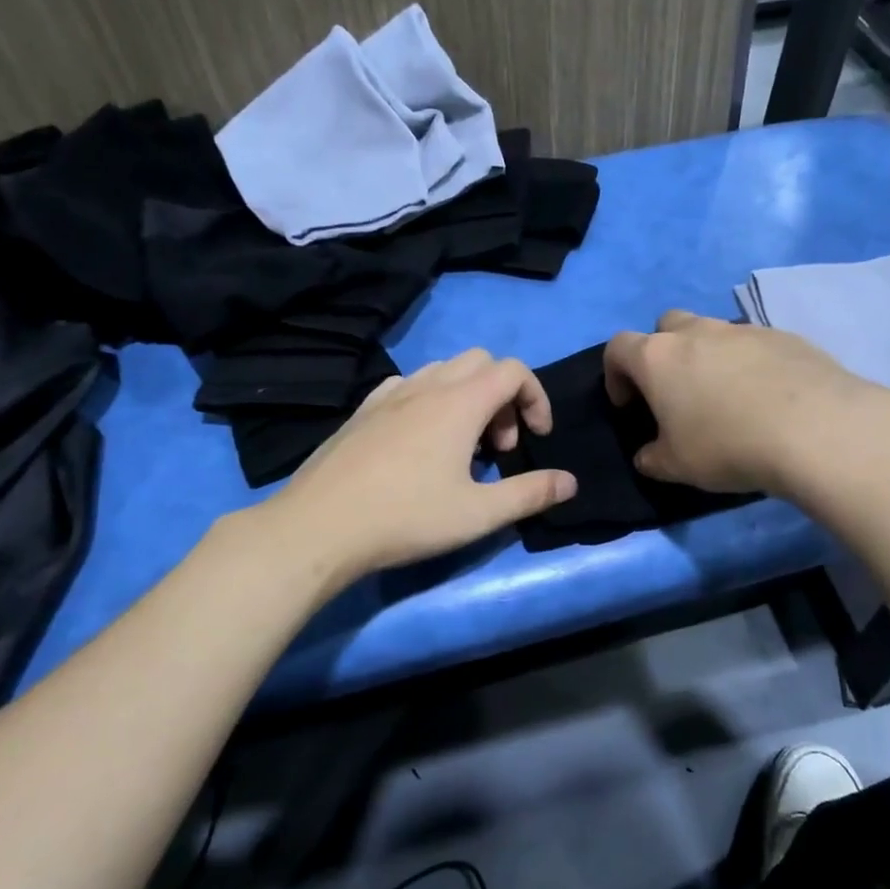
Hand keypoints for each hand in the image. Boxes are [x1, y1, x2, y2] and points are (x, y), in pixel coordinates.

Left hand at [274, 348, 576, 580]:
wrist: (319, 526)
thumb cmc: (406, 518)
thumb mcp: (478, 513)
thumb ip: (530, 494)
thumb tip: (570, 482)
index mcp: (459, 402)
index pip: (513, 370)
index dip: (536, 397)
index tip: (537, 437)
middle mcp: (426, 386)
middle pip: (480, 362)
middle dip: (503, 396)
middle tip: (499, 446)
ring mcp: (389, 395)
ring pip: (442, 371)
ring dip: (467, 397)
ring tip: (463, 447)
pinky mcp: (362, 411)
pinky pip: (407, 386)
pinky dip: (429, 400)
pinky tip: (419, 442)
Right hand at [603, 309, 889, 495]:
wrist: (814, 429)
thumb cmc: (727, 446)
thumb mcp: (676, 466)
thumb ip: (652, 458)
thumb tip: (648, 455)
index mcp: (658, 357)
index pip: (618, 348)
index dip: (616, 374)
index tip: (629, 405)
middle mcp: (697, 332)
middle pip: (665, 325)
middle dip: (662, 353)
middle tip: (675, 392)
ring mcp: (743, 329)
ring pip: (712, 332)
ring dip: (707, 357)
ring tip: (725, 398)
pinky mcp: (784, 336)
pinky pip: (753, 344)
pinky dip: (748, 364)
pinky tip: (765, 398)